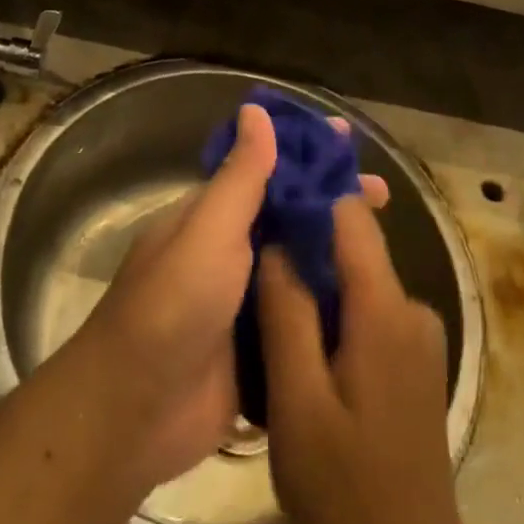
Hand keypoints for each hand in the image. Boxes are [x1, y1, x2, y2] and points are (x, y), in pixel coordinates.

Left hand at [87, 104, 387, 486]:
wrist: (135, 414)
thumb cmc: (172, 306)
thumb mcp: (208, 230)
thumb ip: (239, 177)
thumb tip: (255, 110)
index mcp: (211, 219)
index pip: (265, 173)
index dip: (304, 155)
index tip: (346, 141)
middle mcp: (228, 255)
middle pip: (288, 219)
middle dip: (330, 204)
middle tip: (384, 197)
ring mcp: (243, 305)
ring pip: (298, 268)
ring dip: (336, 255)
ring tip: (388, 247)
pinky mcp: (258, 352)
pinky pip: (300, 320)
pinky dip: (330, 309)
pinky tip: (372, 305)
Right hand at [257, 197, 464, 523]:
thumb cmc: (345, 491)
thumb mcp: (298, 403)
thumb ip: (287, 314)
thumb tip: (274, 243)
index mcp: (386, 309)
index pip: (350, 217)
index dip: (309, 194)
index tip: (266, 188)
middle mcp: (411, 308)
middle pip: (353, 247)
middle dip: (303, 243)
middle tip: (247, 252)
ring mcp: (417, 336)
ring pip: (356, 282)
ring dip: (313, 284)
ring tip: (262, 298)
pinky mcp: (412, 360)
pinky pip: (366, 313)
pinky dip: (332, 313)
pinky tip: (296, 341)